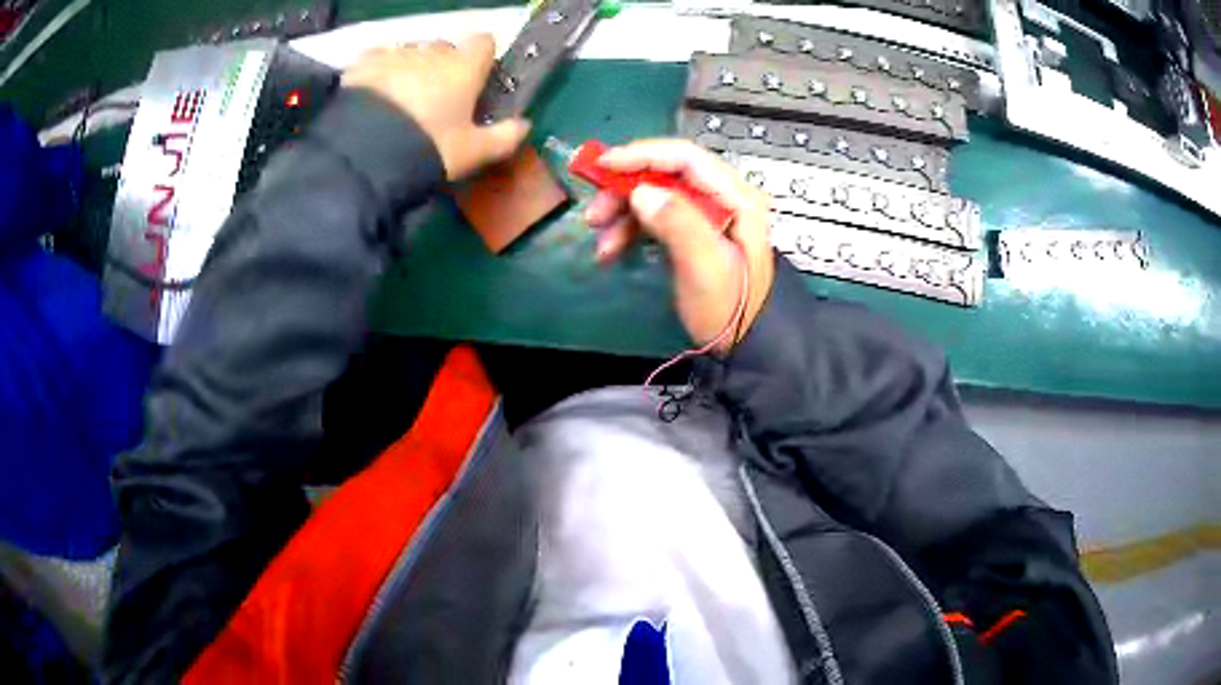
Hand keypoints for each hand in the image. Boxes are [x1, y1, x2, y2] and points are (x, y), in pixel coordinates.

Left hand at [342, 35, 530, 180]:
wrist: (366, 154)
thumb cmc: (428, 149)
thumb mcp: (471, 153)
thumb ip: (504, 137)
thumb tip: (525, 125)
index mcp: (464, 68)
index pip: (484, 42)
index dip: (481, 58)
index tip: (475, 79)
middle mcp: (433, 52)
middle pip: (445, 49)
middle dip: (442, 67)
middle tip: (434, 100)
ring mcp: (397, 54)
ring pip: (411, 54)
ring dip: (410, 69)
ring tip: (399, 102)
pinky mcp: (364, 63)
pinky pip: (378, 59)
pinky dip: (380, 73)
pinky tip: (373, 96)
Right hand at [584, 140, 774, 353]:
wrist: (742, 344)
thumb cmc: (729, 308)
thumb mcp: (705, 267)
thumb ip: (678, 224)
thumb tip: (642, 192)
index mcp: (736, 197)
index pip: (686, 158)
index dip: (643, 155)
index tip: (604, 165)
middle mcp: (722, 197)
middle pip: (665, 174)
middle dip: (626, 190)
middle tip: (594, 214)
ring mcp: (705, 214)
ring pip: (654, 195)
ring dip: (622, 213)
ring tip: (601, 243)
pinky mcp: (690, 230)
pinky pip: (653, 217)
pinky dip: (629, 230)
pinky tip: (610, 251)